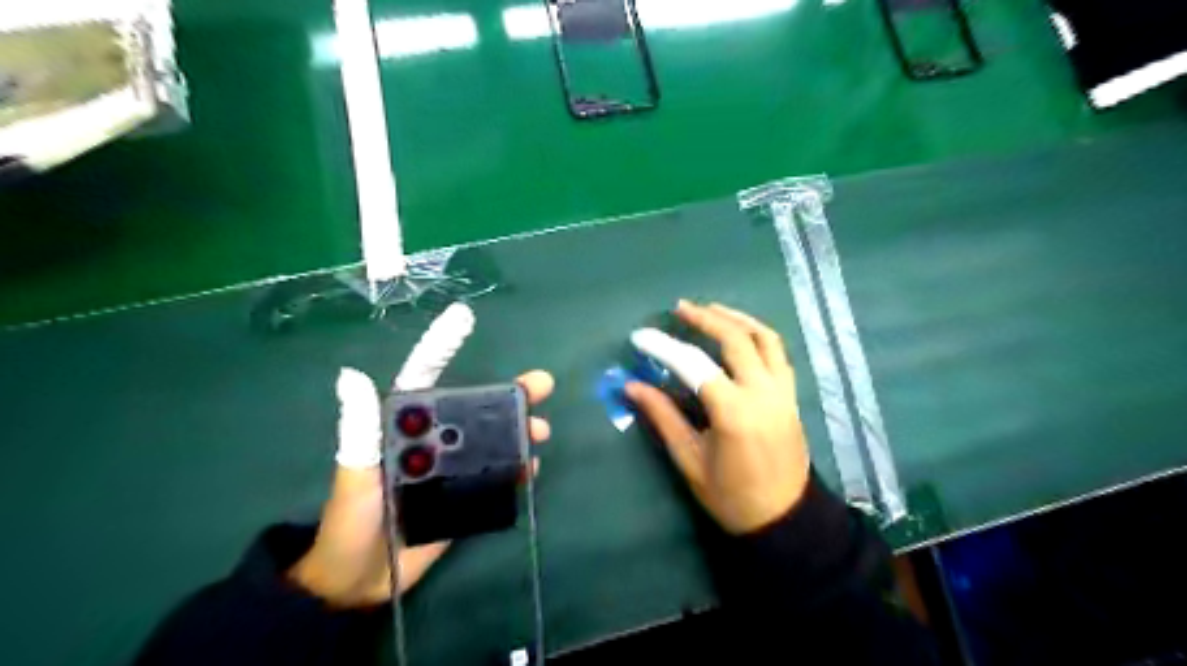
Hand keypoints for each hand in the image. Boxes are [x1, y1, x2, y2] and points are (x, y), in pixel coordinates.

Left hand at [287, 305, 556, 604]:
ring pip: (491, 440)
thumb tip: (352, 373)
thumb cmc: (350, 522)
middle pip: (474, 409)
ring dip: (519, 430)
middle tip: (541, 384)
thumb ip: (360, 429)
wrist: (357, 580)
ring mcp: (451, 470)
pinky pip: (495, 477)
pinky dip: (516, 468)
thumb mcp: (354, 474)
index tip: (464, 317)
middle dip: (509, 394)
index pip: (425, 379)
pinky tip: (532, 465)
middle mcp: (432, 442)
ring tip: (542, 430)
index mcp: (403, 428)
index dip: (442, 346)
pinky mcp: (464, 497)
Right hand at [626, 301, 812, 536]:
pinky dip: (757, 334)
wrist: (784, 518)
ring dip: (736, 318)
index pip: (694, 365)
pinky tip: (739, 332)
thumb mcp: (689, 460)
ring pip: (764, 337)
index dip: (663, 347)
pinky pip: (778, 352)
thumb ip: (663, 417)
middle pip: (735, 338)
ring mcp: (783, 391)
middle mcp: (763, 392)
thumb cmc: (731, 496)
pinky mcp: (792, 395)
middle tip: (680, 309)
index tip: (639, 336)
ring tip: (710, 309)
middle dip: (705, 318)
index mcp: (734, 412)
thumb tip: (631, 386)